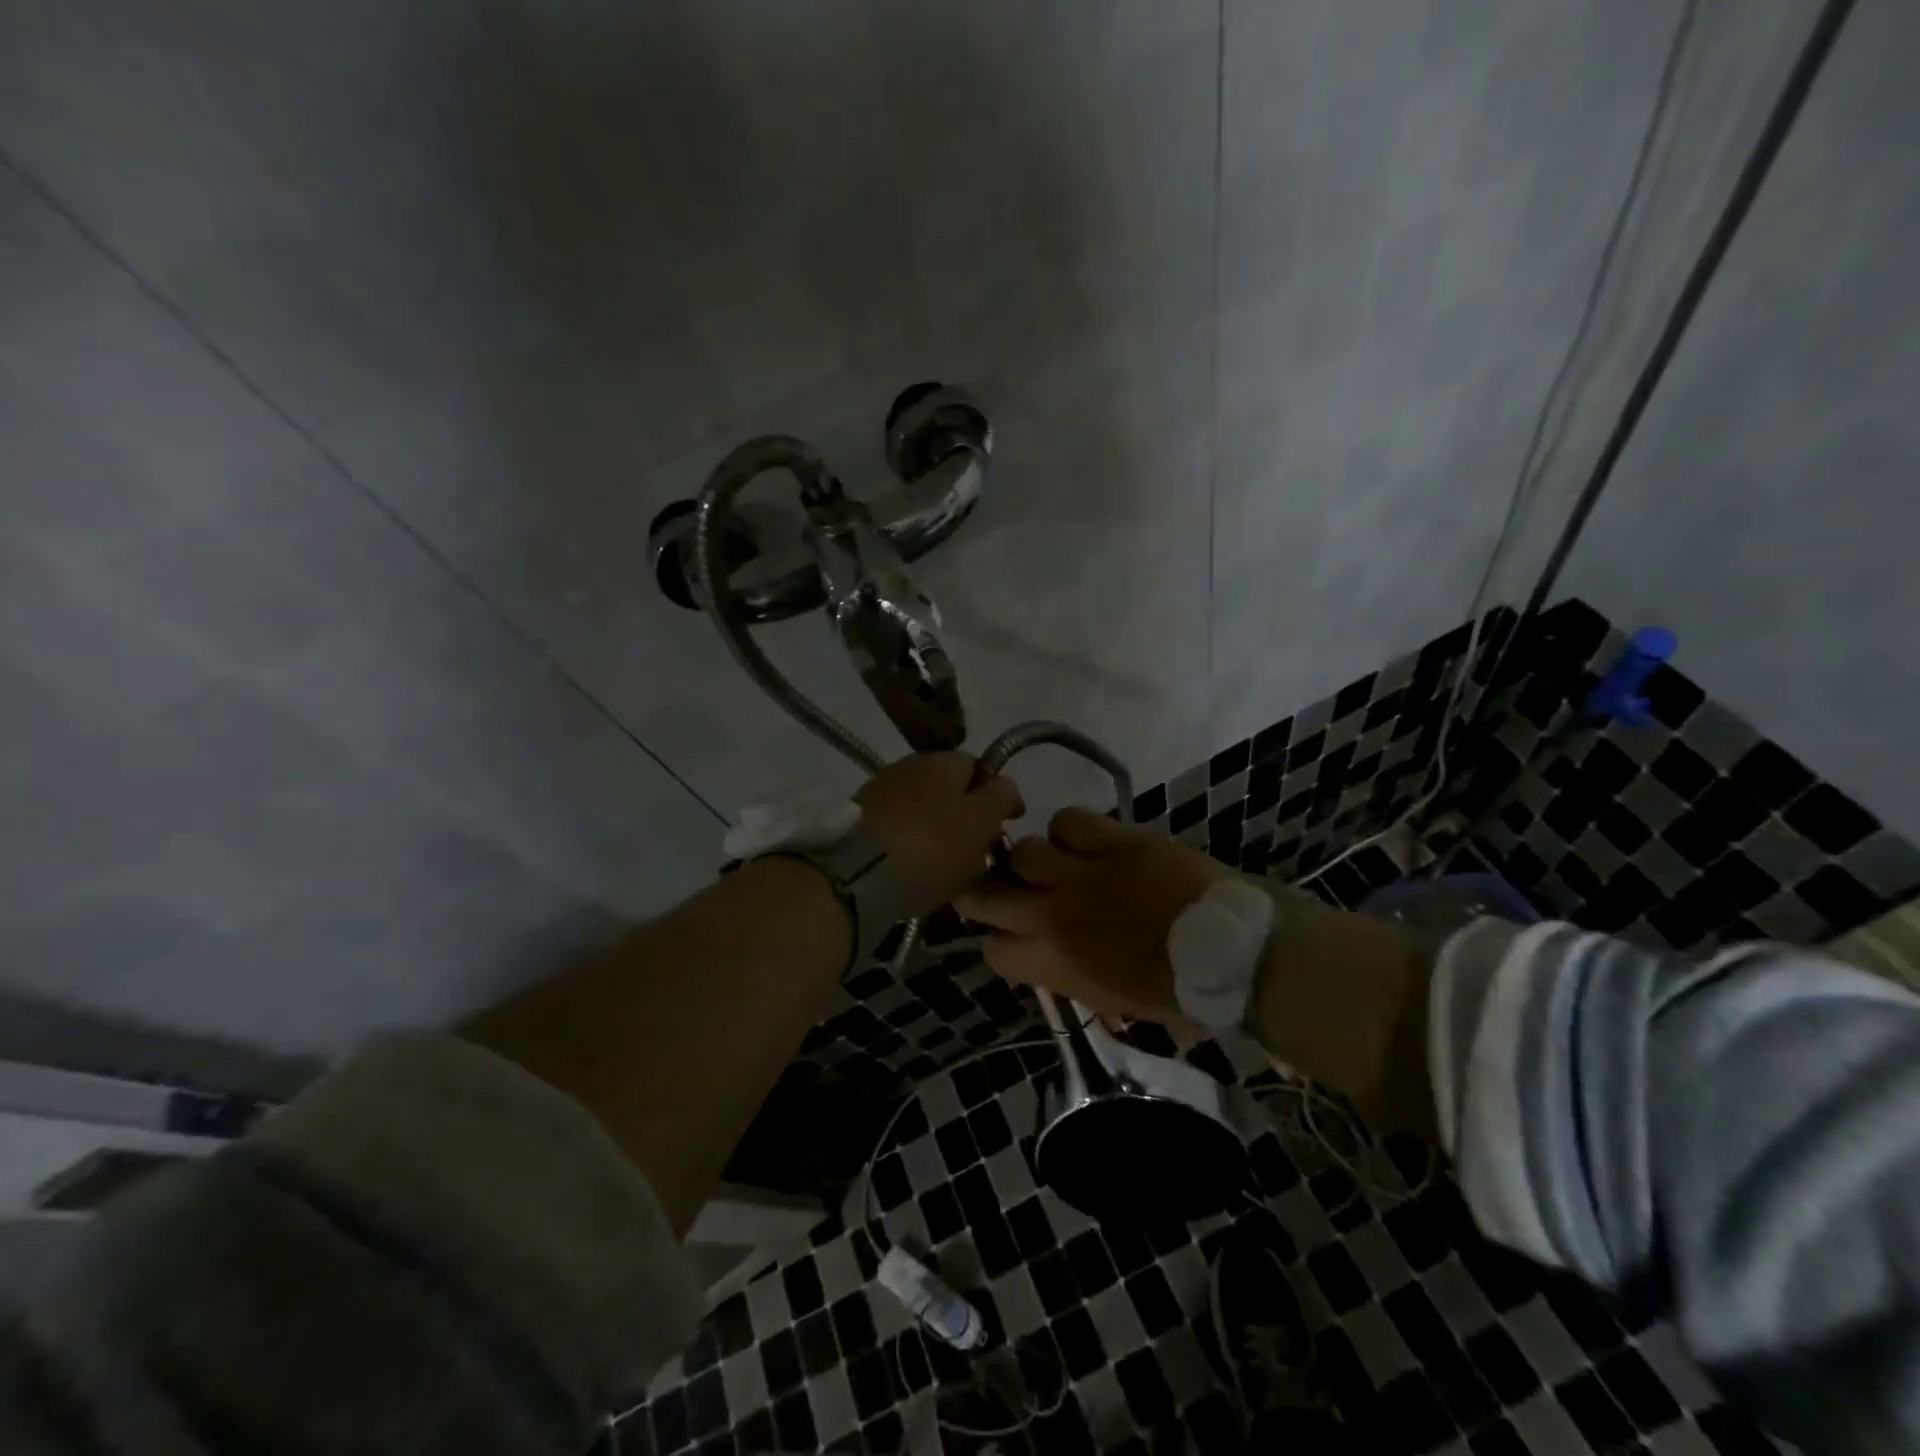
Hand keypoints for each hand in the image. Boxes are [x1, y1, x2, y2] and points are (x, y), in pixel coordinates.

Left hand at [856, 753, 1023, 917]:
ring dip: (936, 828)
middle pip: (948, 787)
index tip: (1010, 822)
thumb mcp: (981, 821)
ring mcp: (879, 792)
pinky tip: (915, 866)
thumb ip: (999, 798)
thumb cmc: (932, 845)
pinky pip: (898, 829)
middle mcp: (909, 765)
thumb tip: (1004, 785)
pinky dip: (911, 843)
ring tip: (946, 862)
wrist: (858, 873)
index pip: (979, 766)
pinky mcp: (857, 822)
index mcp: (944, 759)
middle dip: (965, 812)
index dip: (997, 793)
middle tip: (978, 846)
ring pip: (922, 808)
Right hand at [957, 808, 1232, 1023]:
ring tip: (1058, 860)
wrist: (1232, 953)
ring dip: (1035, 857)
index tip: (1014, 933)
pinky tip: (1088, 840)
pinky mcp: (1112, 840)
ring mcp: (1080, 875)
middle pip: (985, 894)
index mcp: (1055, 965)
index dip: (999, 940)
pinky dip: (1072, 829)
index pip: (991, 950)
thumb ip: (1071, 977)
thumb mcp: (1114, 1000)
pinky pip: (1067, 820)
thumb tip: (1052, 958)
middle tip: (1005, 884)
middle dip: (985, 888)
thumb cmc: (1179, 991)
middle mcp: (1054, 917)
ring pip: (1024, 851)